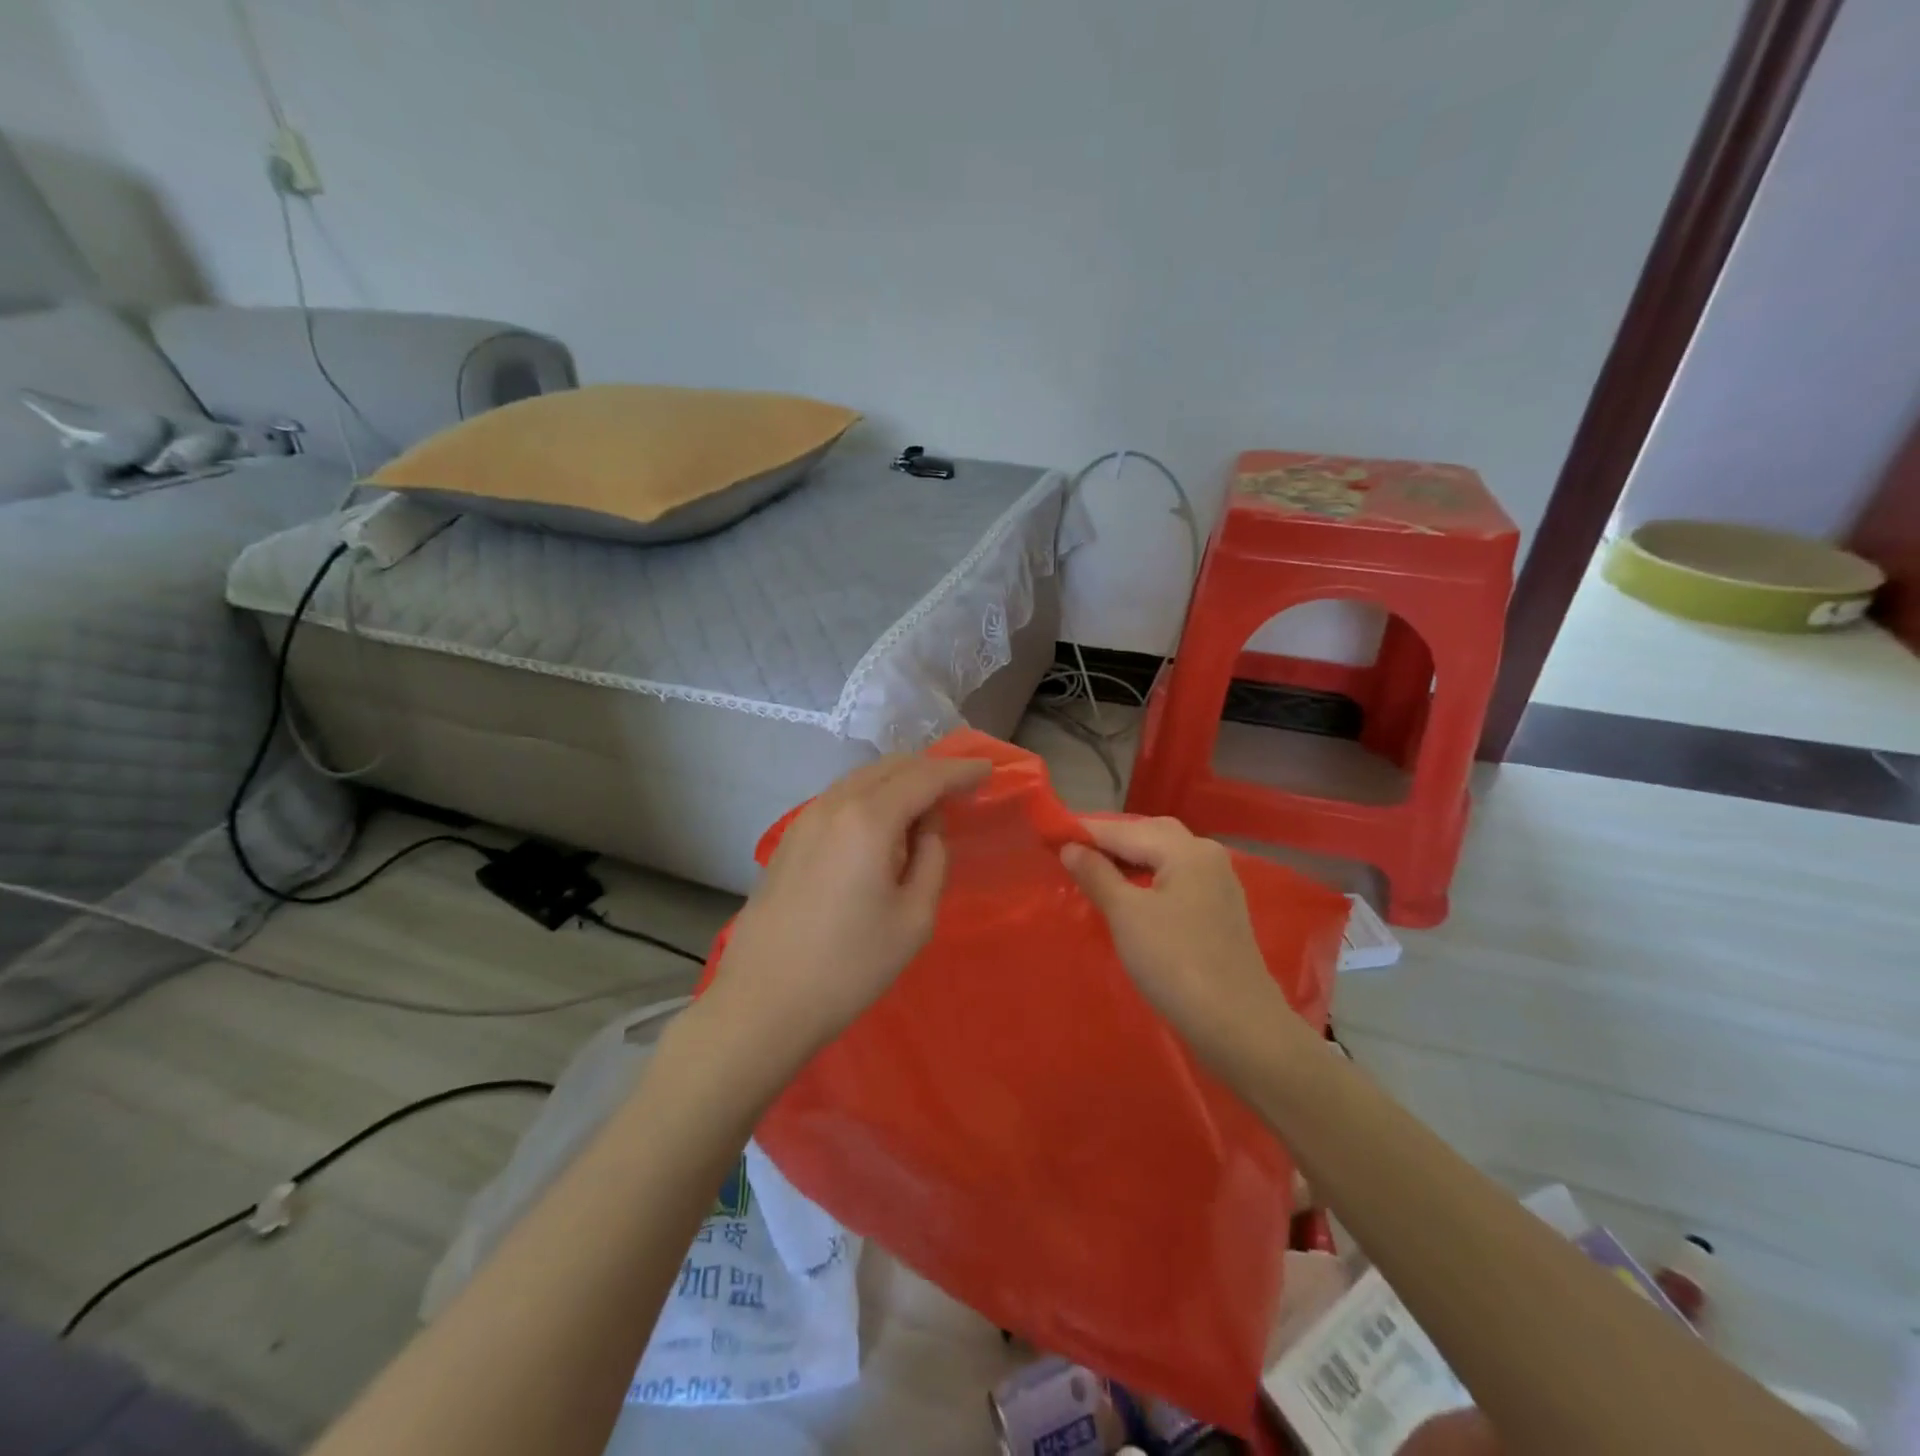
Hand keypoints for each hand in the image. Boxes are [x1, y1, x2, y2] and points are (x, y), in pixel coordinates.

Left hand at [712, 753, 990, 1060]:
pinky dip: (871, 797)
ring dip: (898, 781)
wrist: (763, 1002)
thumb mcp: (914, 918)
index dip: (959, 771)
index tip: (987, 770)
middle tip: (960, 786)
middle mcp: (833, 805)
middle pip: (890, 767)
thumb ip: (931, 859)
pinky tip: (883, 824)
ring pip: (861, 778)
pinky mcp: (789, 838)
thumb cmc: (849, 966)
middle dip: (929, 769)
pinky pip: (840, 798)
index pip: (924, 777)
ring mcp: (805, 818)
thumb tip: (927, 828)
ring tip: (926, 804)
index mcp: (868, 819)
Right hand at [1059, 816, 1284, 1053]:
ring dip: (1129, 860)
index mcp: (1186, 849)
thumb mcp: (1126, 915)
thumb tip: (1070, 847)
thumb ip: (1096, 874)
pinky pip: (1176, 879)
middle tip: (1072, 854)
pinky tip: (1130, 896)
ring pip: (1165, 857)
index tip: (1050, 836)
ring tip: (1094, 873)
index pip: (1124, 830)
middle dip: (1110, 841)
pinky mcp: (1220, 910)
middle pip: (1149, 835)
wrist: (1237, 1025)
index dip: (1085, 833)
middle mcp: (1207, 855)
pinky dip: (1149, 878)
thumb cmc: (1175, 963)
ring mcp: (1218, 883)